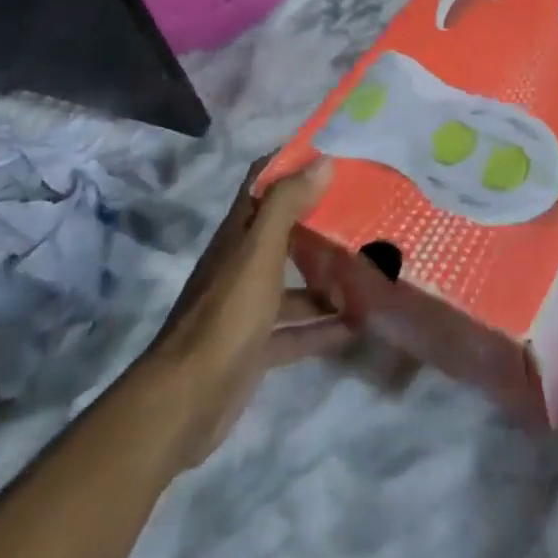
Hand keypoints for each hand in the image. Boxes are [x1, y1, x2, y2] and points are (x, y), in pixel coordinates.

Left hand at [146, 156, 349, 468]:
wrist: (187, 399)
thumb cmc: (227, 314)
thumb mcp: (258, 252)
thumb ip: (286, 205)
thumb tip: (322, 162)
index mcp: (239, 234)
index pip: (262, 183)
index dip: (291, 164)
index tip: (333, 158)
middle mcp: (242, 264)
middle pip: (284, 233)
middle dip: (321, 222)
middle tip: (366, 214)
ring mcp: (248, 307)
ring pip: (293, 283)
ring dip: (327, 279)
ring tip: (371, 272)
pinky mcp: (256, 346)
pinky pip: (296, 330)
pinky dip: (323, 327)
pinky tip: (357, 327)